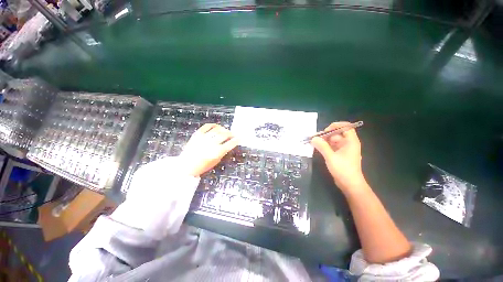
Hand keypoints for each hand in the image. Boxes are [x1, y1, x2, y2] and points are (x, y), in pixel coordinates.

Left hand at [180, 124, 238, 176]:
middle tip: (233, 134)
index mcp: (217, 152)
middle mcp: (212, 143)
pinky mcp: (197, 134)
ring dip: (224, 129)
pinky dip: (213, 125)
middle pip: (225, 135)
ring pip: (217, 129)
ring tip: (226, 131)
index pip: (230, 143)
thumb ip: (223, 152)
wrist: (186, 165)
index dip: (236, 140)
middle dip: (231, 134)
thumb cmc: (202, 166)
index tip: (239, 138)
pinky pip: (207, 126)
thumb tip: (228, 144)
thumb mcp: (216, 161)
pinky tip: (217, 126)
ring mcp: (204, 138)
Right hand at [311, 122, 365, 191]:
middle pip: (337, 133)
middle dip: (326, 135)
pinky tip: (318, 148)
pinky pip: (332, 146)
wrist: (350, 184)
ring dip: (324, 141)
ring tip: (314, 144)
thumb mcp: (331, 157)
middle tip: (315, 139)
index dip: (335, 126)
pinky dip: (325, 146)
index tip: (325, 131)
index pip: (346, 127)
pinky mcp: (340, 155)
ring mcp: (344, 149)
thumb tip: (313, 138)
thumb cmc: (343, 169)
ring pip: (334, 140)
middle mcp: (348, 143)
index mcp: (351, 141)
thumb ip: (322, 146)